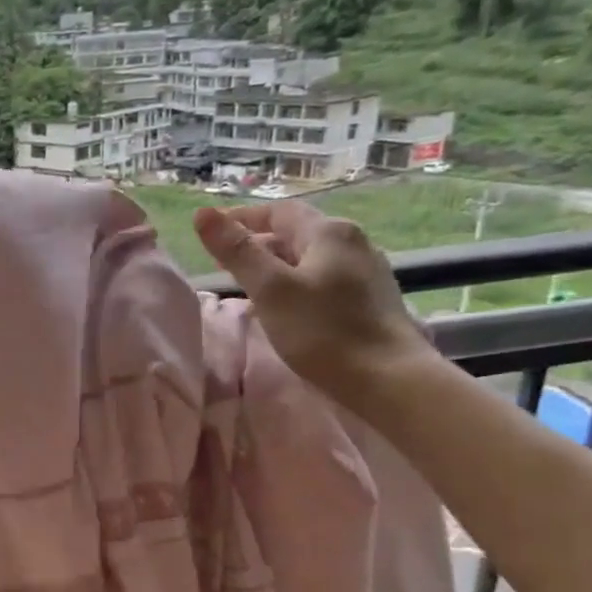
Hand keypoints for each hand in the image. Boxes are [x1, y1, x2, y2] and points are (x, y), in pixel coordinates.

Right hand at [194, 201, 436, 410]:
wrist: (389, 379)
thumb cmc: (323, 330)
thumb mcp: (270, 289)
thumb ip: (236, 251)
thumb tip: (202, 213)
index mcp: (329, 232)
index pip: (278, 212)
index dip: (241, 218)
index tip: (211, 231)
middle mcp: (353, 242)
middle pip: (296, 233)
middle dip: (257, 243)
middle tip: (224, 263)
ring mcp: (367, 271)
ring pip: (310, 258)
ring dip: (276, 265)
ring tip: (249, 286)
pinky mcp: (371, 299)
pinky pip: (324, 279)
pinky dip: (296, 283)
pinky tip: (285, 307)